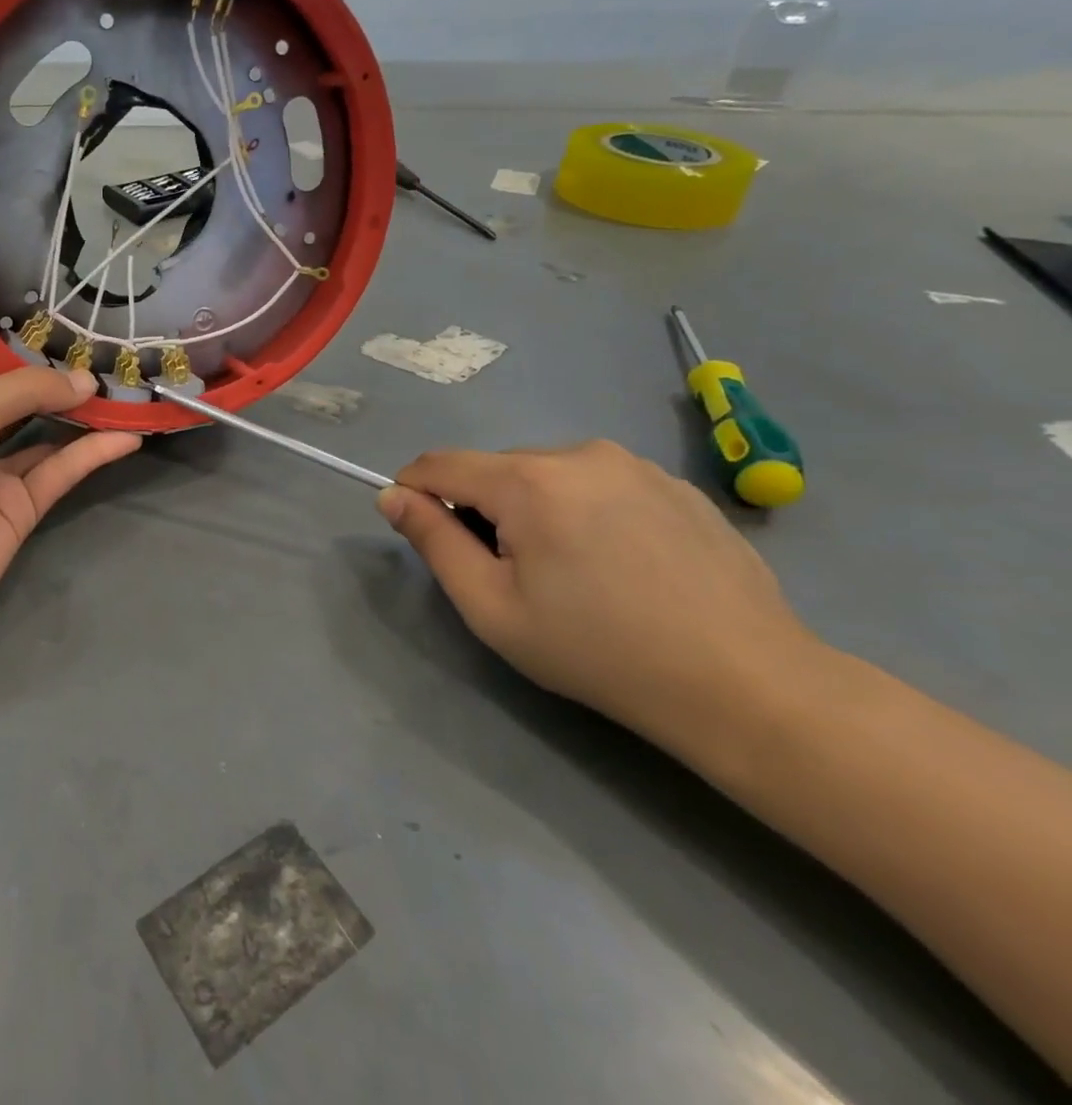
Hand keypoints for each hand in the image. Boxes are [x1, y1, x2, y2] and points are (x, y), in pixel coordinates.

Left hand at [0, 325, 141, 644]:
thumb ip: (27, 390)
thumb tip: (86, 381)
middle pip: (5, 394)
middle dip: (40, 371)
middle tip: (86, 340)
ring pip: (42, 434)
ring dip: (77, 412)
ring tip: (119, 383)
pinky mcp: (20, 509)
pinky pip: (62, 472)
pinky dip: (93, 454)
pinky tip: (127, 434)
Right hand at [377, 441, 818, 749]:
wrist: (745, 684)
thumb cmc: (598, 651)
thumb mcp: (490, 606)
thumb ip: (432, 541)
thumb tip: (392, 496)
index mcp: (528, 480)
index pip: (439, 464)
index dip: (413, 491)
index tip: (419, 531)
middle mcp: (578, 453)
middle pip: (495, 470)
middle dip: (482, 508)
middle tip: (509, 574)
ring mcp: (634, 464)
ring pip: (548, 475)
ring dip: (534, 508)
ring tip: (570, 571)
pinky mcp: (675, 484)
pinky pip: (599, 484)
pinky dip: (584, 511)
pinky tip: (619, 565)